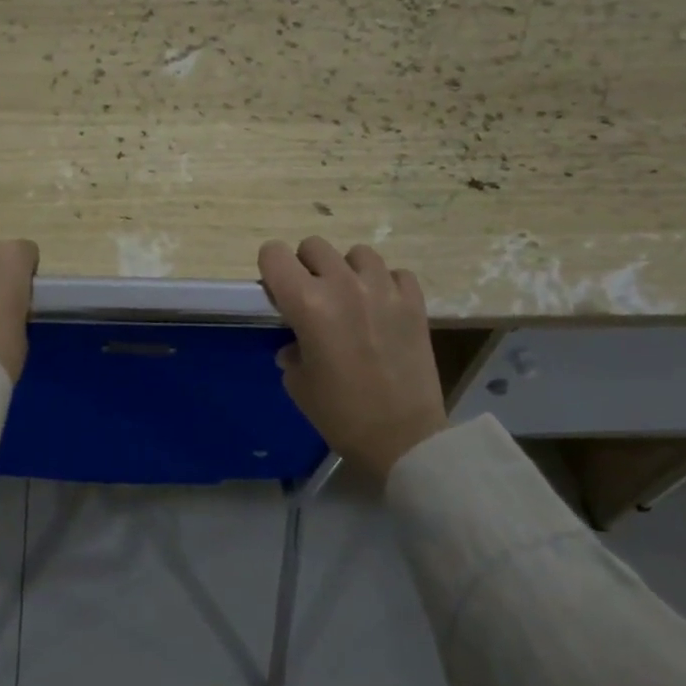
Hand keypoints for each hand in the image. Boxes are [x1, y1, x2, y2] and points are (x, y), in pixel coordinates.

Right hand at [258, 236, 449, 480]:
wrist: (403, 439)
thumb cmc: (340, 414)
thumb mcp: (298, 383)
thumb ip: (292, 349)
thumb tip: (296, 344)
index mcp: (307, 303)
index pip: (274, 254)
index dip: (270, 269)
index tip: (277, 292)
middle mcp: (343, 285)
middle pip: (314, 246)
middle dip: (306, 266)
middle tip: (312, 297)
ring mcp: (384, 290)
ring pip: (357, 253)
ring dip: (348, 271)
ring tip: (351, 299)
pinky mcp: (415, 302)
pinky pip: (396, 273)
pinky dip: (386, 285)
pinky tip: (383, 309)